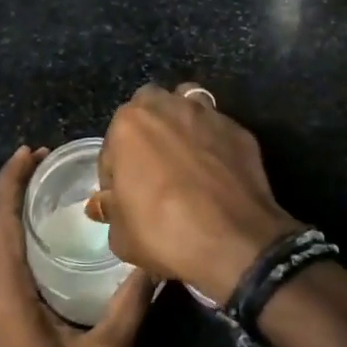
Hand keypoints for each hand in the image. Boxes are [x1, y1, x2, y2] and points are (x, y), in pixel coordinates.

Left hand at [0, 147, 152, 346]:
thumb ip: (130, 307)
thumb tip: (155, 262)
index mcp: (2, 289)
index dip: (11, 179)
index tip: (32, 150)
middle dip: (11, 186)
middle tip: (46, 160)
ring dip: (5, 209)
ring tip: (41, 189)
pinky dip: (3, 233)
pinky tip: (32, 236)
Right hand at [96, 85, 303, 305]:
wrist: (233, 242)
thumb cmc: (164, 233)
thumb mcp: (121, 234)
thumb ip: (110, 209)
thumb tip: (107, 202)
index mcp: (130, 124)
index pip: (112, 144)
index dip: (114, 172)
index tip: (122, 196)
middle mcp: (168, 107)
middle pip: (149, 108)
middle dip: (146, 131)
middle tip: (151, 168)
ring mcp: (208, 115)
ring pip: (186, 104)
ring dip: (180, 124)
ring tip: (183, 157)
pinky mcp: (239, 130)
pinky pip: (217, 129)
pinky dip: (212, 142)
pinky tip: (215, 170)